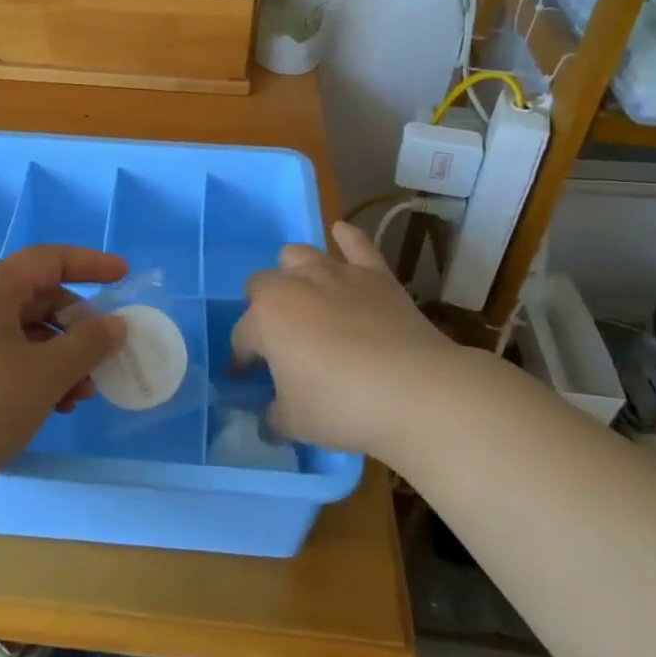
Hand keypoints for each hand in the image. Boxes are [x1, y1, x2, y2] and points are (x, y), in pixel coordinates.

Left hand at [0, 246, 128, 495]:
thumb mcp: (46, 373)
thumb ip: (89, 343)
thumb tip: (116, 324)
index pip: (49, 259)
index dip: (91, 264)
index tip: (124, 276)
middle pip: (39, 298)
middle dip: (78, 327)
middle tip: (104, 358)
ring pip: (26, 333)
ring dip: (61, 357)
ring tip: (81, 396)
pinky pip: (8, 357)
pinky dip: (37, 373)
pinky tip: (54, 407)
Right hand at [231, 221, 456, 459]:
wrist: (414, 391)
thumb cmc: (341, 406)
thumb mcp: (295, 422)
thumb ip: (275, 416)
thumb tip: (270, 418)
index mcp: (265, 319)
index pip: (242, 336)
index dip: (241, 358)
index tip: (245, 378)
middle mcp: (293, 285)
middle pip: (262, 284)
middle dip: (262, 308)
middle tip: (278, 338)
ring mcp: (335, 274)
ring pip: (299, 255)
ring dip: (294, 272)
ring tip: (303, 295)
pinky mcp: (375, 274)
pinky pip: (355, 243)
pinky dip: (346, 238)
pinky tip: (341, 234)